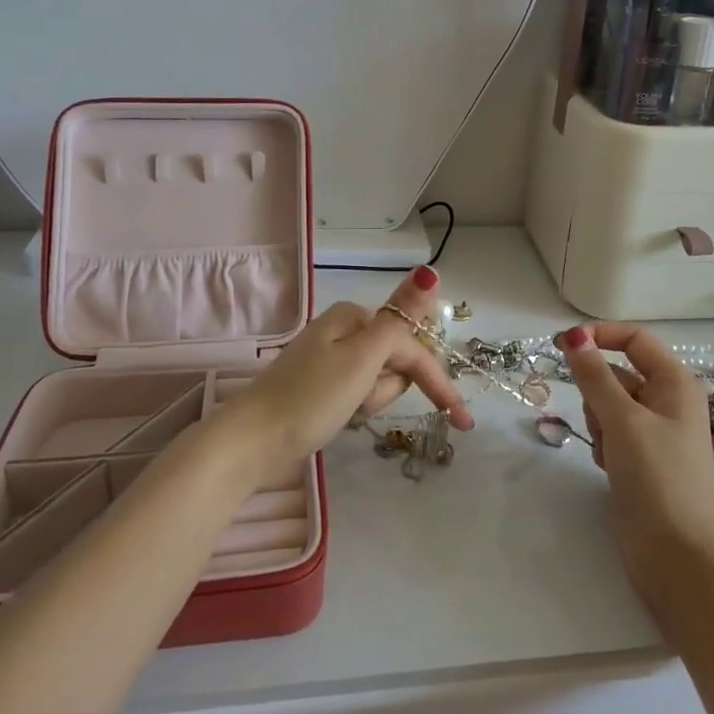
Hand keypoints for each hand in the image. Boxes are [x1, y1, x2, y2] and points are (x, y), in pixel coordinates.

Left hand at [222, 266, 472, 481]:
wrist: (252, 441)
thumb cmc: (311, 398)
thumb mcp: (362, 358)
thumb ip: (401, 319)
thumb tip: (429, 272)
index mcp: (355, 316)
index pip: (412, 345)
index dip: (437, 381)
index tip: (461, 420)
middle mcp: (344, 329)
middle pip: (394, 362)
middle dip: (388, 390)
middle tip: (360, 404)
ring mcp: (331, 356)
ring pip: (378, 380)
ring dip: (372, 400)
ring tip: (345, 411)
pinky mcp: (322, 384)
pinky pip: (358, 392)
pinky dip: (357, 407)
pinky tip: (337, 416)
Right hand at [556, 322, 713, 599]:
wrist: (677, 555)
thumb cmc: (657, 477)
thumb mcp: (622, 419)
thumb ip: (594, 375)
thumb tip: (574, 335)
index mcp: (676, 382)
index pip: (634, 338)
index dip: (599, 335)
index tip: (561, 344)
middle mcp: (668, 400)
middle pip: (617, 373)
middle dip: (598, 393)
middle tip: (603, 423)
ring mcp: (654, 431)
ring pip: (608, 404)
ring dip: (599, 422)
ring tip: (610, 452)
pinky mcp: (641, 458)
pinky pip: (610, 432)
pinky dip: (603, 444)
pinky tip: (610, 468)